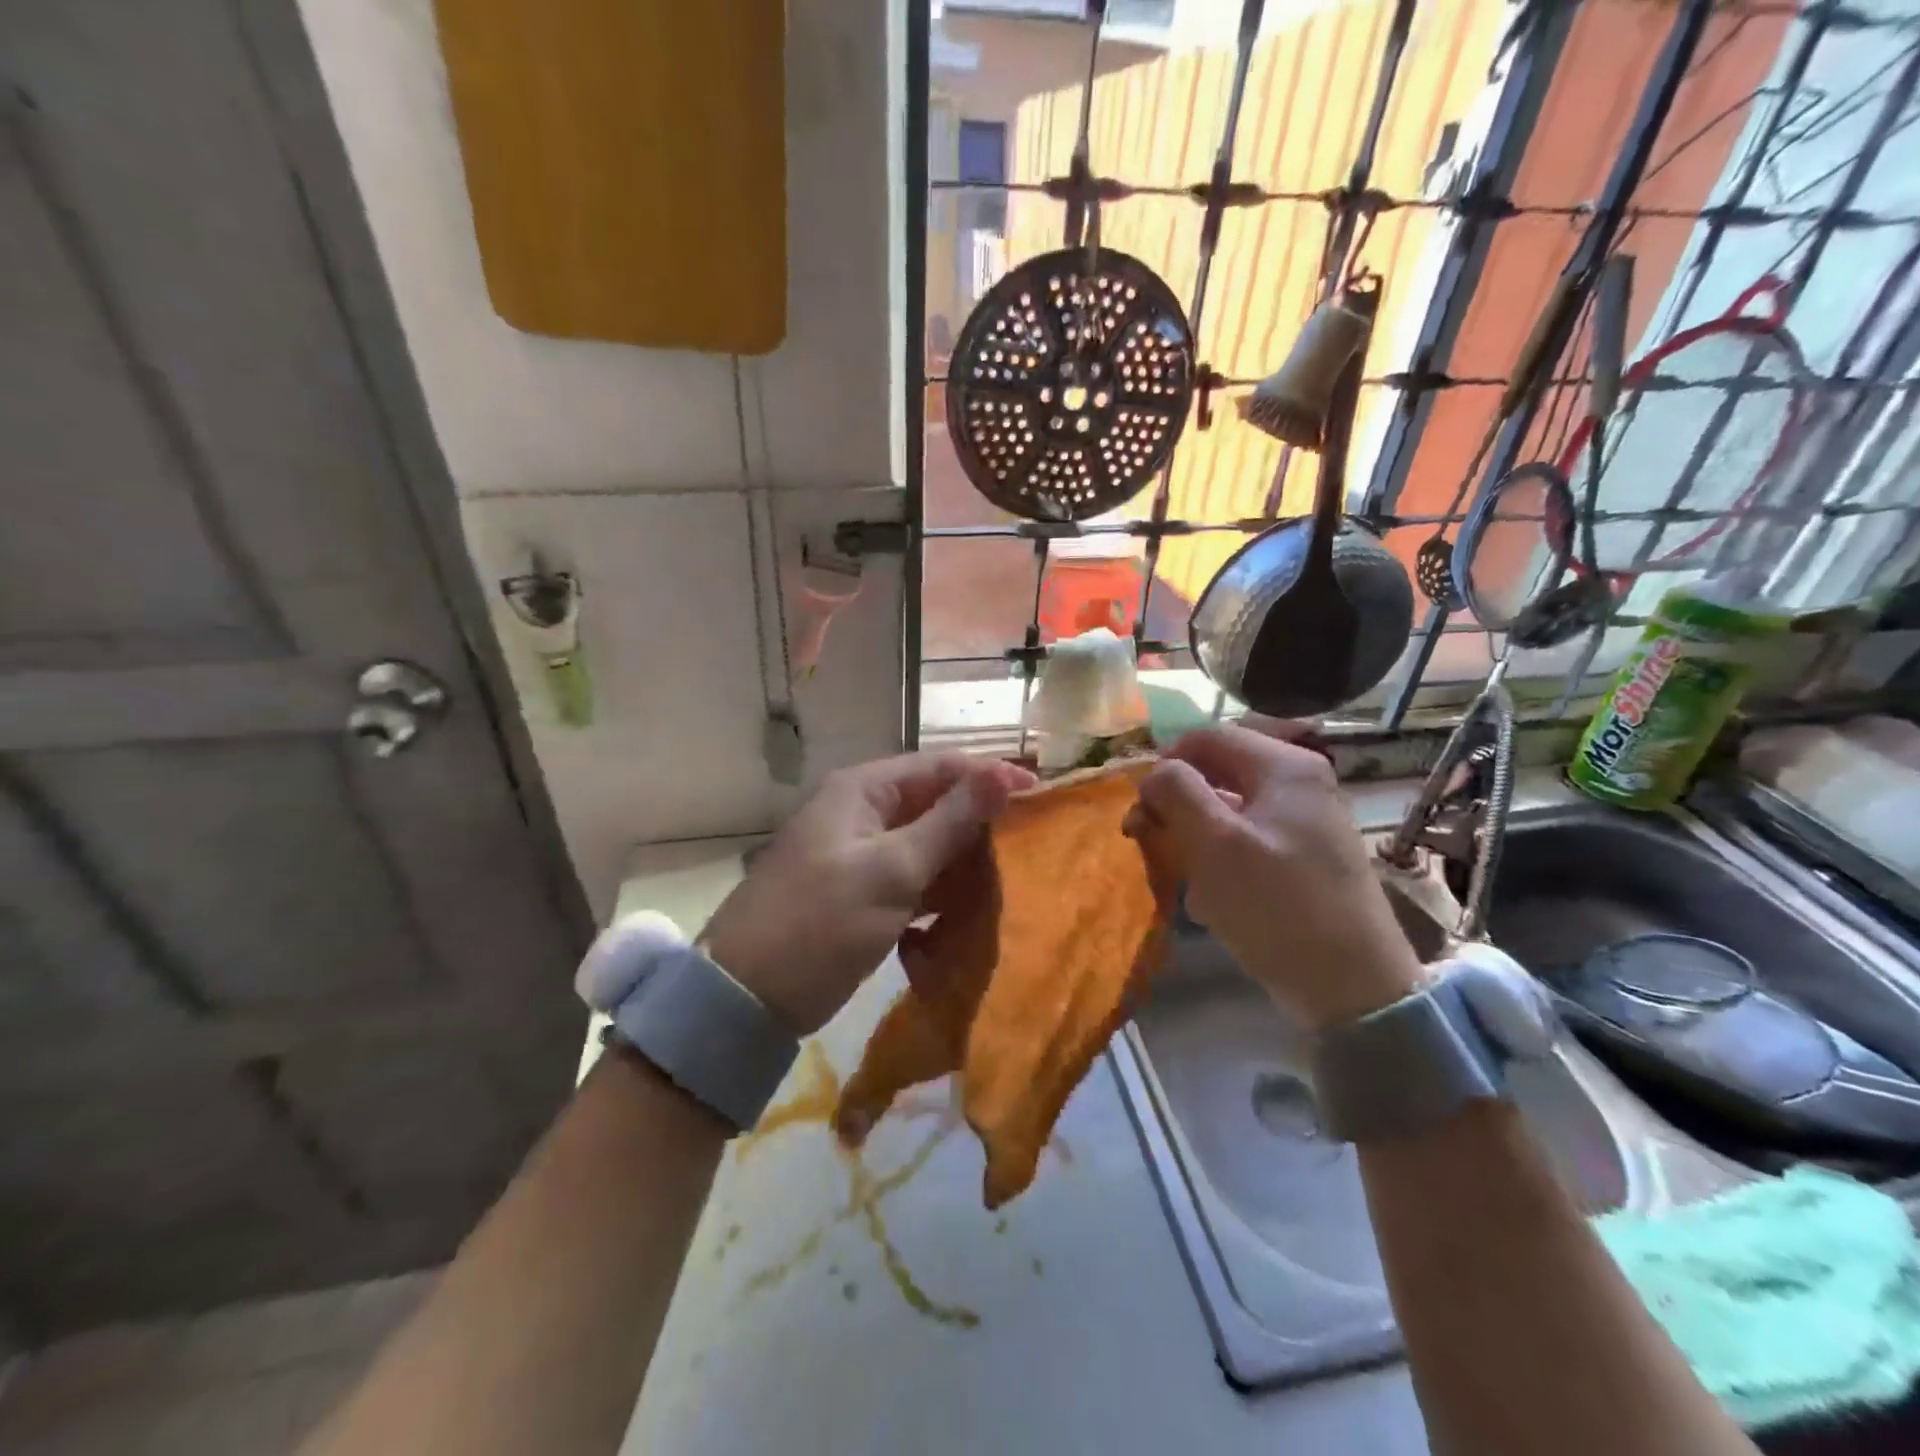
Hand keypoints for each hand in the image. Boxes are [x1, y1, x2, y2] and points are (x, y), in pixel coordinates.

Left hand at [702, 752, 1035, 1033]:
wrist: (746, 996)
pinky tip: (969, 909)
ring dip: (962, 860)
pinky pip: (911, 878)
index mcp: (863, 790)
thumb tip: (1004, 773)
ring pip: (926, 844)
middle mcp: (861, 812)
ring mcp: (858, 854)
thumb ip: (950, 821)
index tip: (1041, 798)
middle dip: (980, 823)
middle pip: (934, 803)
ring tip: (1011, 878)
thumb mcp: (893, 869)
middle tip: (1031, 846)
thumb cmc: (822, 922)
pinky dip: (938, 890)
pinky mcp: (859, 892)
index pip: (940, 766)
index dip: (990, 777)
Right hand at [1123, 725, 1421, 1030]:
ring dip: (1195, 837)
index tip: (1141, 807)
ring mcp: (1306, 820)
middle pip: (1216, 772)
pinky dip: (1220, 859)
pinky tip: (1212, 898)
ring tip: (1184, 878)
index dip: (1165, 764)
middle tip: (1150, 841)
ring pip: (1228, 810)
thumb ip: (1175, 792)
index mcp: (1283, 766)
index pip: (1206, 737)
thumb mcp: (1214, 844)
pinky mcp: (1304, 856)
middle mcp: (1299, 783)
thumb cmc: (1277, 906)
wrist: (1353, 988)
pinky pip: (1247, 840)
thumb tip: (1155, 773)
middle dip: (1177, 805)